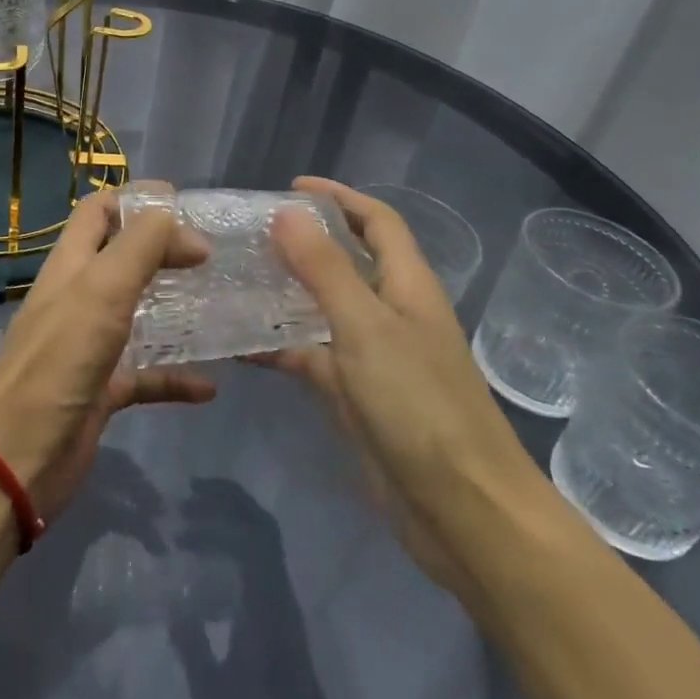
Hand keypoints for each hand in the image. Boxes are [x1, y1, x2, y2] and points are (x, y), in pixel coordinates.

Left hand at [0, 188, 214, 521]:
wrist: (16, 454)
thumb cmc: (58, 359)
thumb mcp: (101, 288)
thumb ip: (142, 246)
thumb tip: (191, 235)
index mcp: (71, 264)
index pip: (99, 211)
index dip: (137, 199)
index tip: (187, 206)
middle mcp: (79, 297)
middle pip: (122, 258)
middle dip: (164, 250)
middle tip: (213, 256)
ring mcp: (90, 345)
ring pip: (138, 315)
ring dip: (174, 309)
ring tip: (219, 306)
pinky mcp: (102, 390)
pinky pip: (146, 375)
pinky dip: (175, 376)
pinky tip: (209, 386)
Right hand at [169, 479, 387, 698]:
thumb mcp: (212, 696)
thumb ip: (191, 645)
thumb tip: (173, 605)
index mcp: (264, 605)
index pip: (248, 538)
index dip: (214, 520)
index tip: (180, 529)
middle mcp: (280, 594)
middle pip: (262, 525)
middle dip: (226, 500)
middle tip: (189, 494)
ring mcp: (286, 604)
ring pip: (266, 538)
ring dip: (234, 515)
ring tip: (198, 512)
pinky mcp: (284, 618)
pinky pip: (264, 558)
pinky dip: (238, 539)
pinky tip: (214, 554)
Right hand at [262, 177, 551, 595]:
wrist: (463, 511)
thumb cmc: (419, 405)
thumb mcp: (365, 326)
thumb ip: (324, 269)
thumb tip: (287, 212)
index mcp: (408, 286)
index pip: (377, 222)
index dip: (340, 198)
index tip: (292, 187)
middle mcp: (393, 313)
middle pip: (348, 261)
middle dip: (306, 241)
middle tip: (252, 233)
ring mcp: (375, 357)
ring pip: (325, 309)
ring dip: (287, 292)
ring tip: (236, 279)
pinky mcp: (358, 396)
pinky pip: (312, 356)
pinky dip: (280, 346)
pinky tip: (239, 345)